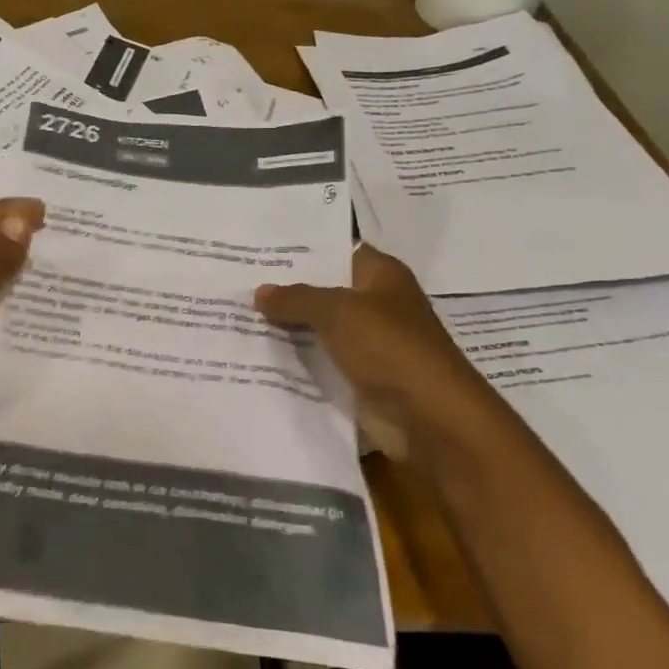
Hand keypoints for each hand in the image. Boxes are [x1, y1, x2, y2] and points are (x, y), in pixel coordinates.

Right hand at [256, 246, 496, 460]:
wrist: (429, 419)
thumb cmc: (389, 348)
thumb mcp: (336, 312)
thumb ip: (296, 298)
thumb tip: (260, 292)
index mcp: (382, 275)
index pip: (337, 250)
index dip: (302, 250)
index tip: (260, 249)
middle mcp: (378, 304)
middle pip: (326, 290)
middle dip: (287, 289)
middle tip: (239, 282)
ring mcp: (371, 343)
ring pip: (320, 327)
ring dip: (289, 326)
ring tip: (239, 314)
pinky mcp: (362, 377)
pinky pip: (323, 360)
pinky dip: (298, 359)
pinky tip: (260, 353)